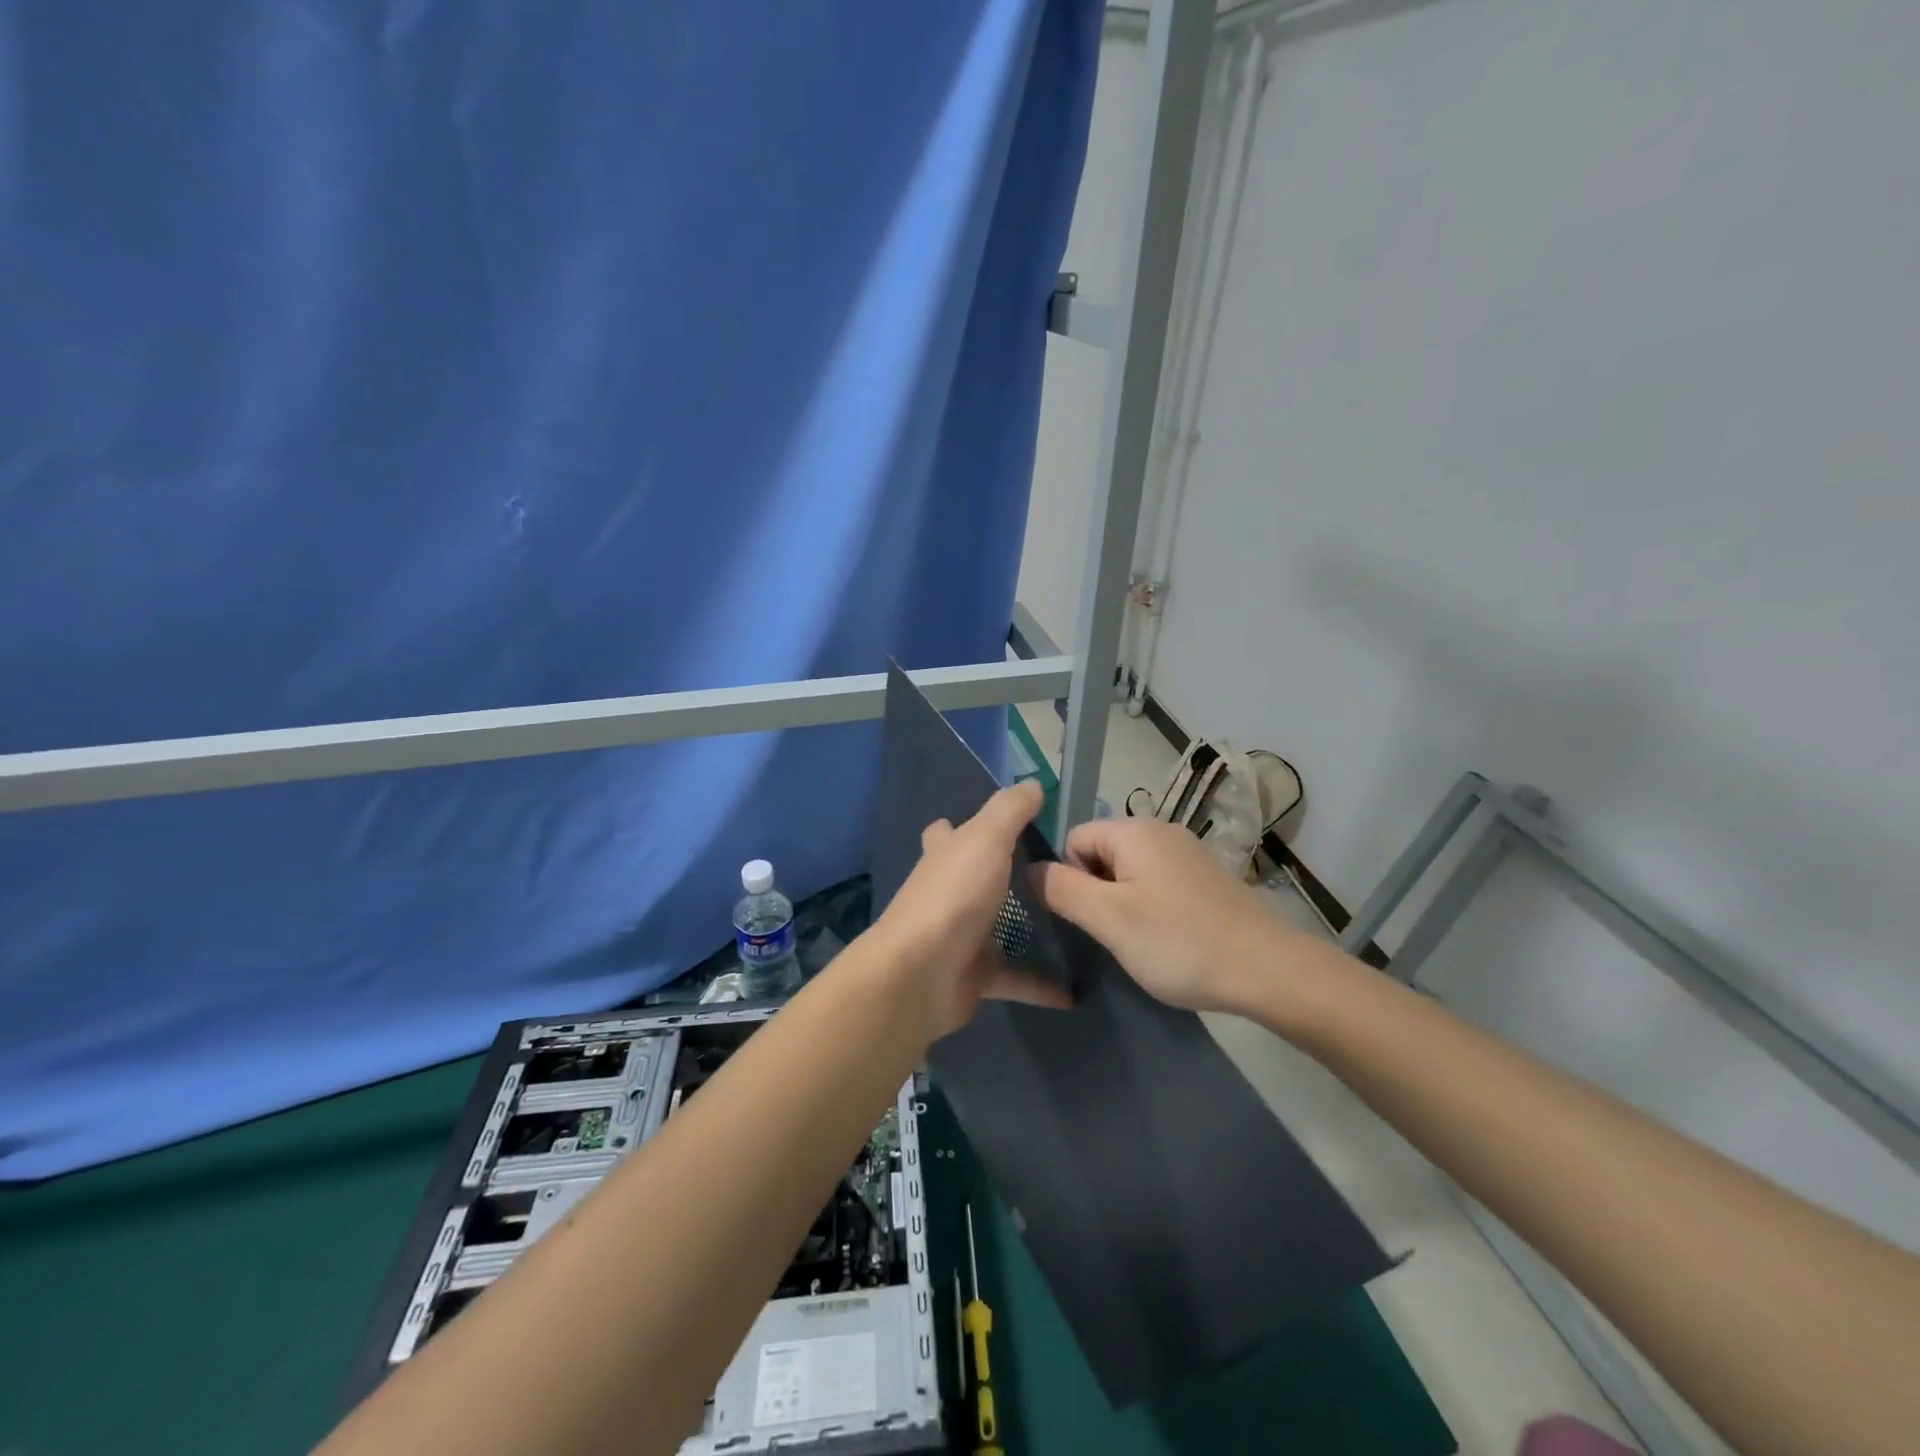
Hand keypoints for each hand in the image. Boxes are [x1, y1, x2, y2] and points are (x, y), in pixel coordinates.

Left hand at [872, 780, 1072, 1040]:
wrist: (920, 975)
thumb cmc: (953, 896)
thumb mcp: (985, 839)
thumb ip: (1009, 810)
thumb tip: (1032, 783)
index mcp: (945, 857)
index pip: (947, 832)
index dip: (964, 824)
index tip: (1004, 826)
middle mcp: (948, 893)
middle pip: (971, 878)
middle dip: (997, 875)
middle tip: (1051, 872)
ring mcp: (959, 936)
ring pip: (995, 928)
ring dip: (1024, 929)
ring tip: (1071, 923)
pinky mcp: (973, 977)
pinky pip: (1014, 979)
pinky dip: (1040, 985)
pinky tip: (1073, 991)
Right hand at [1038, 816, 1303, 1012]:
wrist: (1268, 969)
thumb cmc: (1179, 942)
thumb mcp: (1108, 919)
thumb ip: (1061, 889)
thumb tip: (1029, 869)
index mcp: (1133, 830)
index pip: (1073, 839)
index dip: (1070, 879)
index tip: (1090, 918)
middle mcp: (1159, 830)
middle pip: (1100, 853)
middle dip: (1097, 892)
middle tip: (1114, 933)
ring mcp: (1186, 852)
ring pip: (1128, 872)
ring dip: (1123, 903)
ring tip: (1140, 940)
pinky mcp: (1204, 877)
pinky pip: (1156, 883)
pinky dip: (1151, 907)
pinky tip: (1167, 938)